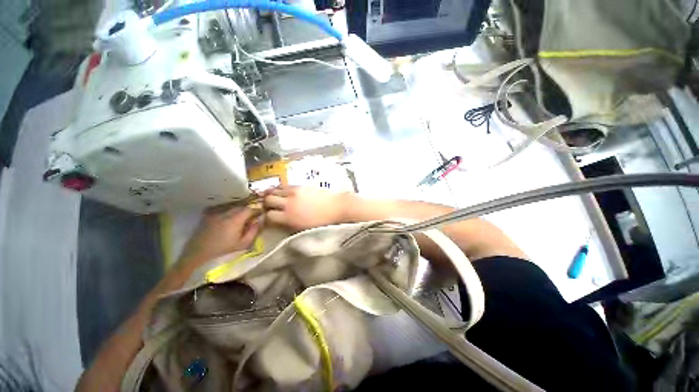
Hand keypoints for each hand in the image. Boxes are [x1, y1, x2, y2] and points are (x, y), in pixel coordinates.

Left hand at [178, 206, 260, 269]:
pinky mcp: (207, 216)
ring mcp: (215, 213)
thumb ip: (253, 232)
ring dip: (238, 210)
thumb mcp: (243, 244)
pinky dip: (228, 212)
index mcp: (236, 219)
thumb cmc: (223, 251)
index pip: (250, 209)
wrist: (197, 255)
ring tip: (241, 217)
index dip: (257, 210)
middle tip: (252, 216)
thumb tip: (258, 222)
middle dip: (248, 210)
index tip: (261, 214)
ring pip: (231, 207)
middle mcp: (225, 213)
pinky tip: (228, 219)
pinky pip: (221, 209)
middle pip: (241, 206)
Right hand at [264, 186, 349, 230]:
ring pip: (275, 190)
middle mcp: (288, 203)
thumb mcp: (304, 229)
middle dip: (267, 203)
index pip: (269, 216)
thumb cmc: (323, 222)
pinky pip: (285, 186)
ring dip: (273, 194)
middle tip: (270, 206)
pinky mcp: (300, 186)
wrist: (337, 207)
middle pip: (268, 200)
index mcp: (289, 218)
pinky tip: (284, 192)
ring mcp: (294, 192)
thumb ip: (289, 225)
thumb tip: (280, 222)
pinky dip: (281, 189)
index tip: (269, 218)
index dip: (267, 217)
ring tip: (275, 197)